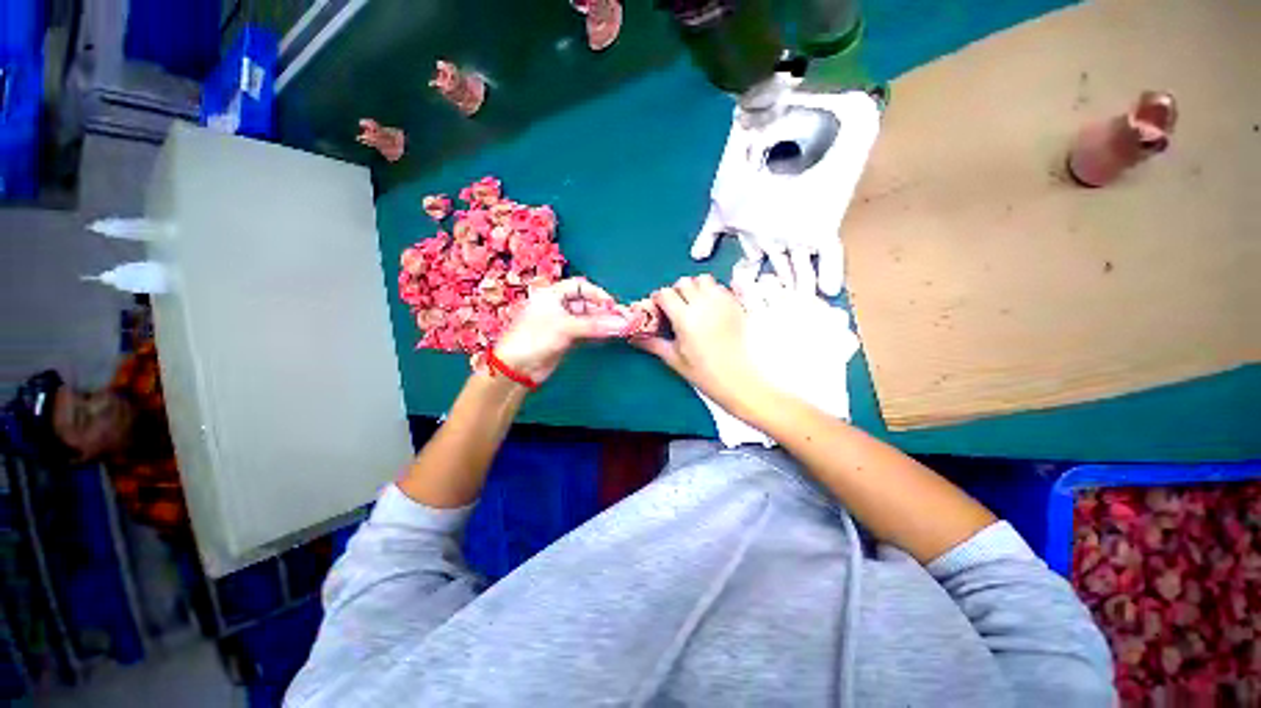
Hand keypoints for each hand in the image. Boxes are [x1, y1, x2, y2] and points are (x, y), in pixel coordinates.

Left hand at [492, 278, 629, 383]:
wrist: (517, 367)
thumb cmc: (536, 338)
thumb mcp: (566, 327)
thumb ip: (596, 325)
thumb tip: (623, 324)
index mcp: (551, 294)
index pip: (580, 286)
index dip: (597, 294)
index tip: (612, 305)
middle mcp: (557, 306)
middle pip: (585, 303)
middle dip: (603, 310)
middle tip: (621, 319)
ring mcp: (561, 323)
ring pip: (587, 319)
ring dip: (602, 323)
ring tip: (619, 328)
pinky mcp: (565, 339)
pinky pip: (585, 332)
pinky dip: (596, 333)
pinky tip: (608, 335)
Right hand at [633, 275, 769, 413]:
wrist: (739, 380)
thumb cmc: (704, 372)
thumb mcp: (674, 359)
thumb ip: (653, 344)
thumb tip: (634, 337)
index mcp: (685, 317)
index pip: (665, 293)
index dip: (659, 298)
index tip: (659, 308)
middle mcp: (703, 304)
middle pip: (684, 282)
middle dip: (676, 291)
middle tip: (676, 307)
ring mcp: (722, 302)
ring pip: (704, 280)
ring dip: (696, 287)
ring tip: (695, 304)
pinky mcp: (736, 305)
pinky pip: (721, 287)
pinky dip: (713, 291)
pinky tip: (712, 307)